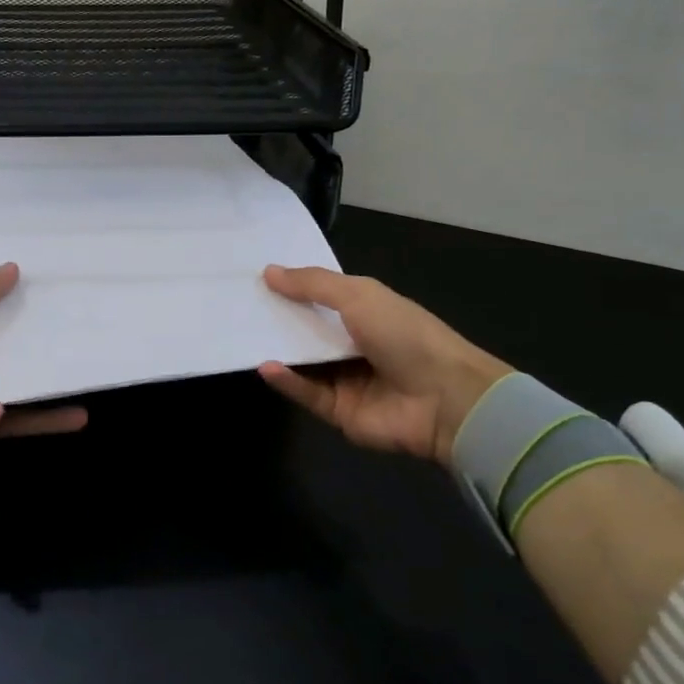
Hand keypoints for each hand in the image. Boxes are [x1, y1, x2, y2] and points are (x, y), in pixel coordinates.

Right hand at [258, 265, 510, 465]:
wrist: (445, 399)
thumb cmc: (404, 335)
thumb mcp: (359, 296)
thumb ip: (313, 285)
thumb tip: (269, 272)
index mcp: (366, 312)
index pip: (322, 297)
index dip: (293, 287)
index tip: (256, 277)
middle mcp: (354, 343)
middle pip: (308, 330)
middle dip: (278, 318)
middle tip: (238, 305)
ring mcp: (346, 379)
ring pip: (303, 363)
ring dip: (278, 349)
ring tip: (242, 333)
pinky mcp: (339, 411)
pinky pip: (307, 393)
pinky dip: (287, 381)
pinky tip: (266, 367)